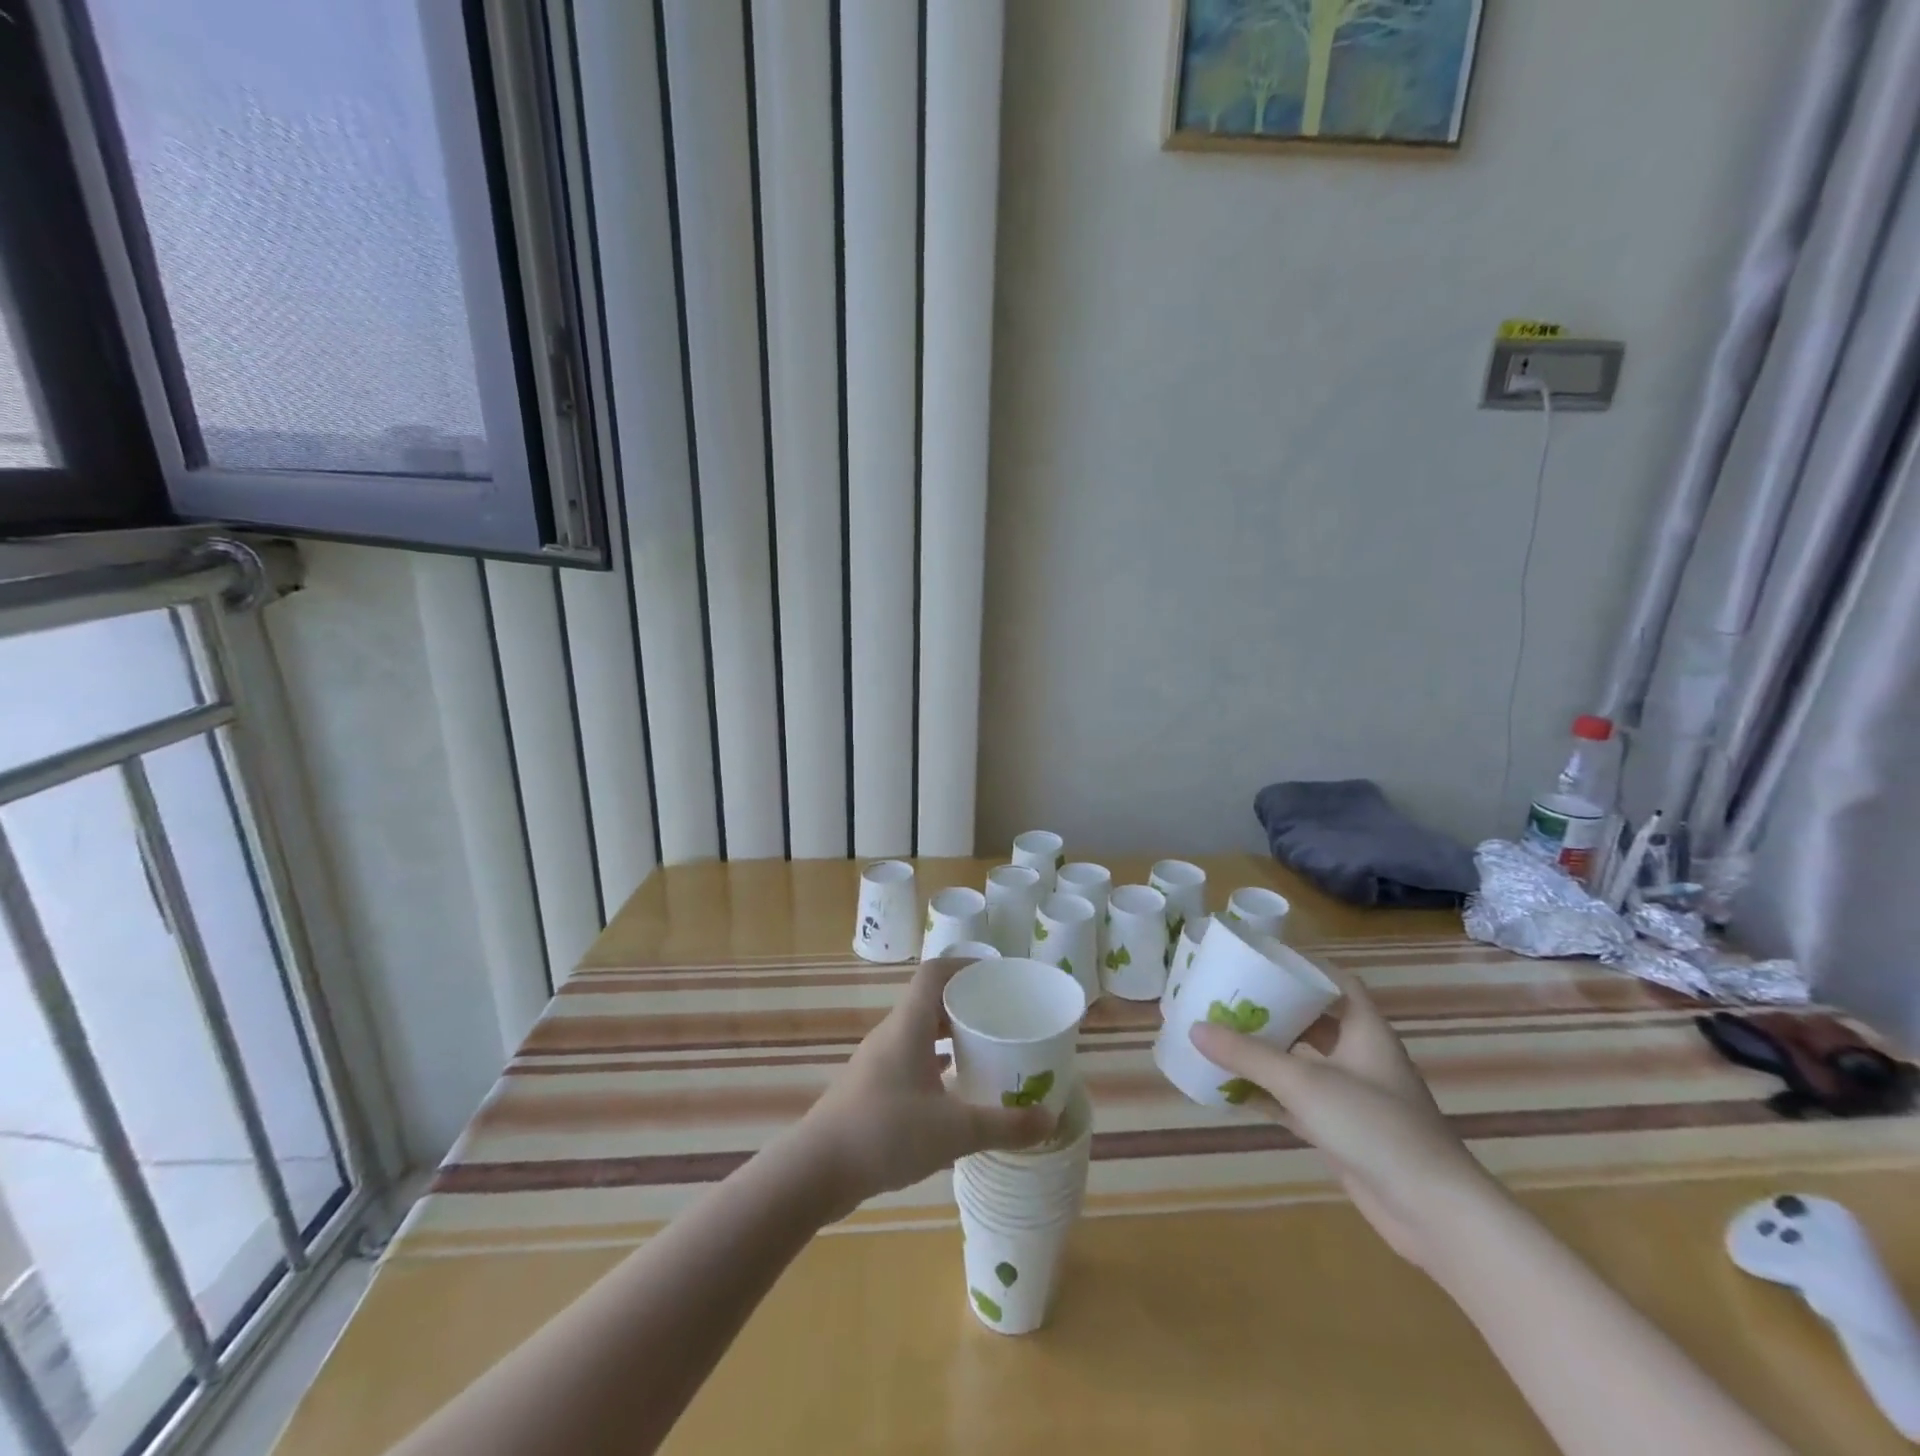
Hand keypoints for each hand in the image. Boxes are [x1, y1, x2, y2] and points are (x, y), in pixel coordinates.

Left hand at [798, 957, 1053, 1216]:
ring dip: (950, 1035)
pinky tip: (956, 1091)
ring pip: (919, 1032)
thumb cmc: (885, 1133)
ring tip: (986, 1051)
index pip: (935, 973)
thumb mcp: (953, 1131)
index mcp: (908, 1025)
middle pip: (930, 1000)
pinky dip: (936, 1063)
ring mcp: (878, 1061)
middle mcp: (892, 1034)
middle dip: (966, 1003)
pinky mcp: (872, 1088)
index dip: (965, 965)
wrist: (816, 1171)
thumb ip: (1003, 1125)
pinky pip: (910, 1059)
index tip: (997, 976)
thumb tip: (1048, 1120)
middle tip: (1002, 1017)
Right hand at [1189, 968, 1495, 1270]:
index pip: (1336, 982)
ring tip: (1222, 1036)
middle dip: (1274, 1010)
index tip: (1261, 960)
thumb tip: (1195, 1028)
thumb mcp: (1305, 1083)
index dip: (1303, 967)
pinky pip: (1296, 1102)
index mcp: (1364, 1030)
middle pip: (1313, 1021)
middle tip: (1230, 997)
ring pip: (1302, 1063)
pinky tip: (1232, 1090)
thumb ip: (1249, 1055)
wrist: (1433, 1213)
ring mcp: (1352, 1097)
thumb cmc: (1375, 1127)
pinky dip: (1268, 1094)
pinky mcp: (1342, 1132)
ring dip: (1267, 1054)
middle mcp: (1360, 1057)